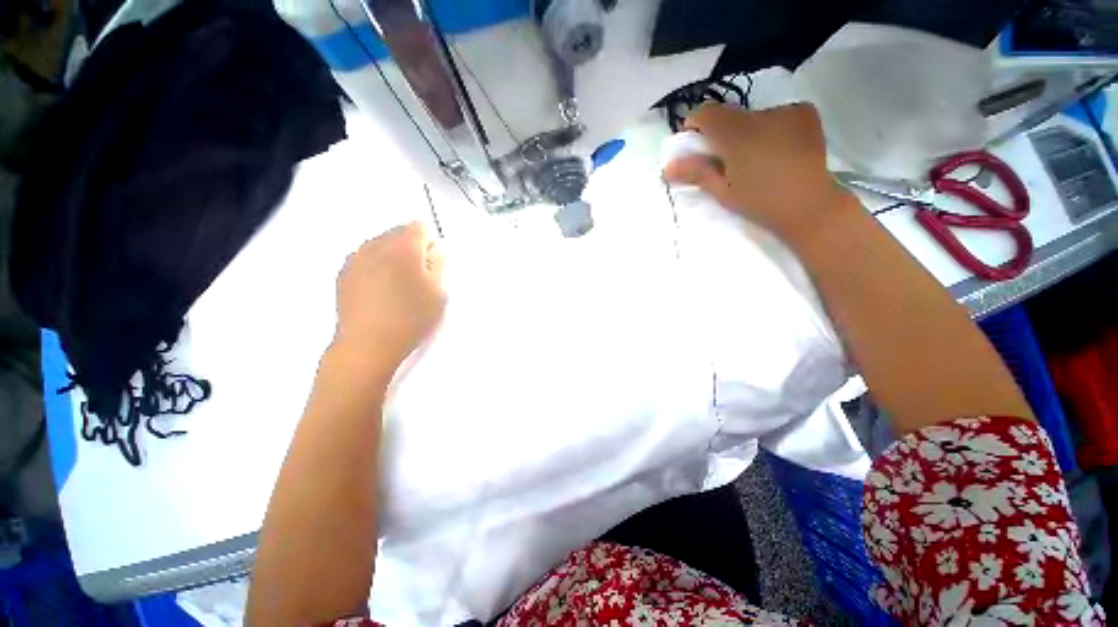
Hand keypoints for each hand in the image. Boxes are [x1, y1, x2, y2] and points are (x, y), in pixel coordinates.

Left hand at [334, 223, 445, 370]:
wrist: (368, 345)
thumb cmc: (411, 318)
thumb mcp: (439, 293)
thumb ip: (440, 265)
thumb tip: (434, 250)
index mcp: (403, 247)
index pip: (420, 227)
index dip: (430, 244)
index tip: (432, 266)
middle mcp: (376, 245)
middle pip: (399, 233)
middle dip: (412, 248)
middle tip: (419, 277)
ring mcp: (356, 258)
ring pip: (381, 245)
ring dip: (393, 257)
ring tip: (399, 286)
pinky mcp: (344, 273)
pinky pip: (366, 258)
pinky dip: (377, 266)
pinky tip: (381, 291)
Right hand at [663, 103, 854, 239]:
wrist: (810, 206)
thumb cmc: (760, 203)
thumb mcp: (722, 191)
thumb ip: (696, 173)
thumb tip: (667, 166)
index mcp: (737, 134)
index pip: (706, 112)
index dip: (694, 125)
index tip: (695, 145)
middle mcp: (760, 114)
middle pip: (729, 114)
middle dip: (721, 132)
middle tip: (724, 159)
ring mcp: (786, 111)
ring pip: (752, 115)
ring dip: (745, 131)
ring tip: (754, 157)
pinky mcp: (804, 113)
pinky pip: (776, 114)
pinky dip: (769, 128)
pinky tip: (776, 148)